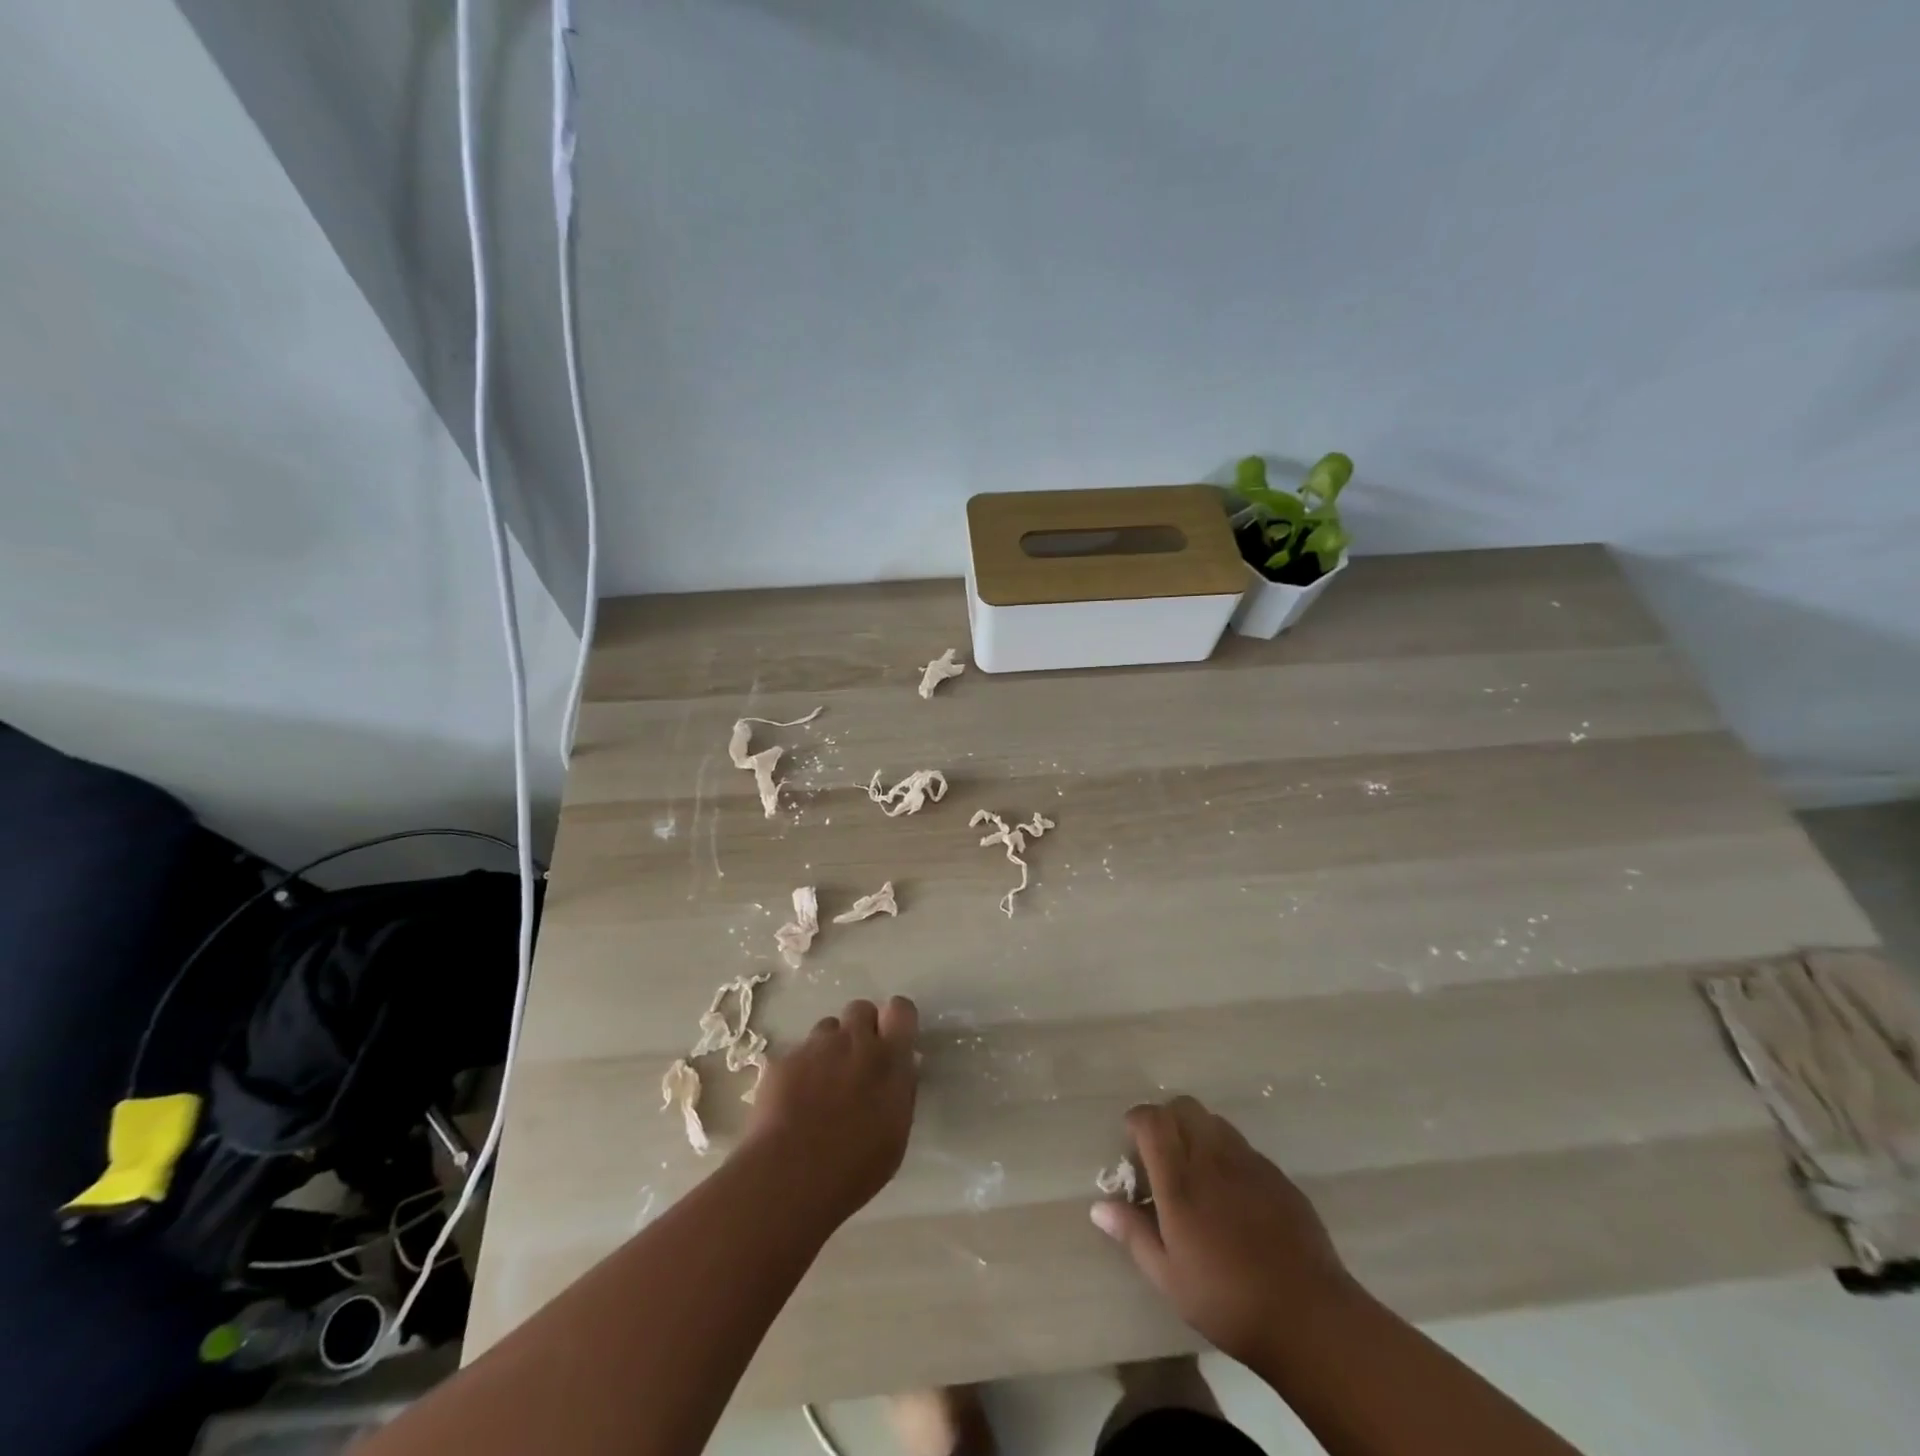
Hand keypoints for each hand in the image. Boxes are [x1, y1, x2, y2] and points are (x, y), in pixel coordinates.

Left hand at [743, 996, 919, 1226]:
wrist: (790, 1176)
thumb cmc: (855, 1166)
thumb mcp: (896, 1133)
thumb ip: (900, 1090)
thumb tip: (901, 1069)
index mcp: (888, 1058)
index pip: (900, 1009)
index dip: (896, 1020)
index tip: (892, 1040)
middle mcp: (853, 1041)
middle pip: (861, 1009)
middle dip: (860, 1028)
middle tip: (856, 1062)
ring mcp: (815, 1047)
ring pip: (827, 1029)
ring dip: (830, 1048)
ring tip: (822, 1085)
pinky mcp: (783, 1060)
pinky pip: (797, 1053)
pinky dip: (800, 1070)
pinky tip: (794, 1102)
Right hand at [1091, 1096, 1356, 1368]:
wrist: (1310, 1317)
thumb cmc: (1228, 1300)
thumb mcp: (1169, 1277)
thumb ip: (1133, 1233)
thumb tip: (1099, 1206)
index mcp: (1180, 1179)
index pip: (1152, 1119)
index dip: (1137, 1122)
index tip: (1132, 1146)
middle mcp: (1212, 1157)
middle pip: (1183, 1107)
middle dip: (1167, 1120)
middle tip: (1162, 1158)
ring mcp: (1249, 1162)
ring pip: (1215, 1122)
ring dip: (1198, 1134)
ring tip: (1198, 1175)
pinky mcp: (1278, 1176)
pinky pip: (1244, 1148)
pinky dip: (1228, 1157)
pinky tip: (1235, 1199)